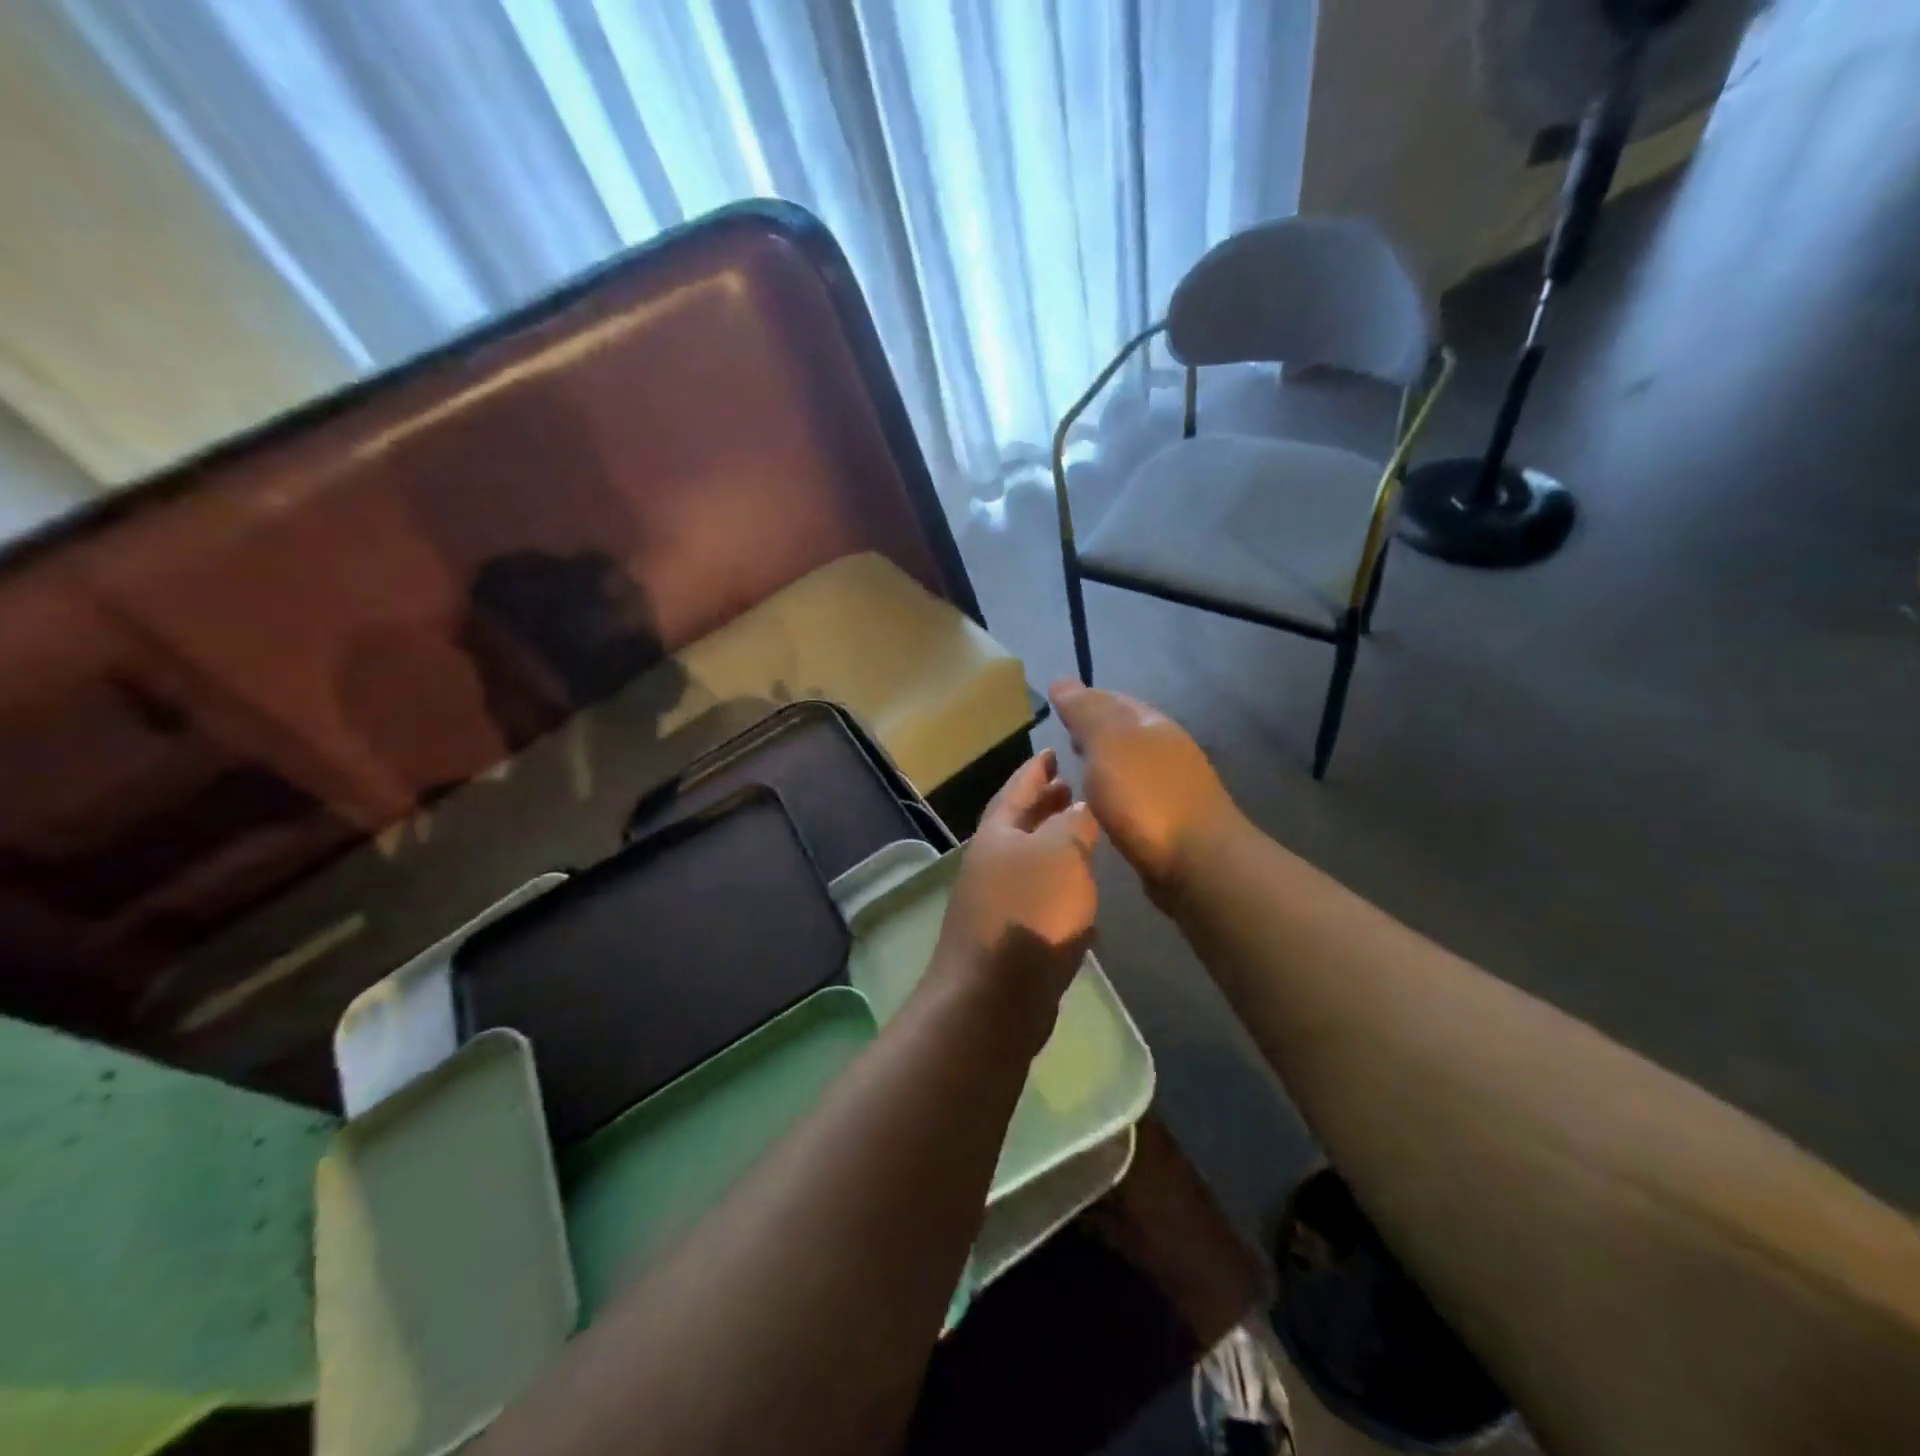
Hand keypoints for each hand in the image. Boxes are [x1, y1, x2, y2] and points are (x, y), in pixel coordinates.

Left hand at [932, 749, 1098, 1041]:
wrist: (995, 996)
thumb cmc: (1030, 912)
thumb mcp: (1060, 853)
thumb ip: (1073, 824)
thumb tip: (1078, 808)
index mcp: (998, 834)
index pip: (1017, 788)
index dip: (1036, 769)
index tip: (1053, 750)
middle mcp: (991, 863)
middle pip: (1020, 824)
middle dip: (1044, 804)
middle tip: (1071, 788)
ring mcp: (996, 902)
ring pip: (1030, 861)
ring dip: (1053, 844)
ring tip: (1083, 833)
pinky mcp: (1010, 938)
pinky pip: (1037, 897)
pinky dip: (1058, 885)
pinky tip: (1081, 892)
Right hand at [1049, 680, 1235, 900]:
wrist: (1198, 863)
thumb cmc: (1147, 798)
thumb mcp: (1108, 745)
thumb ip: (1085, 713)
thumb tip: (1061, 681)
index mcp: (1152, 724)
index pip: (1112, 699)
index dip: (1084, 699)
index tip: (1055, 707)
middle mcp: (1165, 749)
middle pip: (1124, 730)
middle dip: (1093, 730)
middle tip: (1062, 739)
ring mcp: (1172, 786)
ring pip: (1129, 763)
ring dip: (1103, 763)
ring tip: (1074, 772)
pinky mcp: (1169, 821)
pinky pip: (1133, 795)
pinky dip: (1113, 792)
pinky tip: (1099, 805)